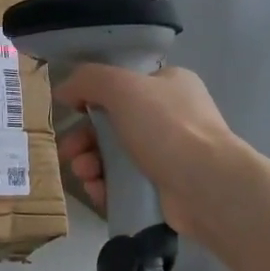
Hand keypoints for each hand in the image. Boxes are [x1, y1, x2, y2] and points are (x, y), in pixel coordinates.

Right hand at [53, 65, 237, 237]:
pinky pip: (124, 184)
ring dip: (90, 163)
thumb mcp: (122, 87)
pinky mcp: (164, 189)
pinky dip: (105, 186)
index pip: (124, 86)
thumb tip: (64, 90)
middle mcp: (172, 117)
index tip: (72, 113)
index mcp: (169, 85)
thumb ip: (87, 80)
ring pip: (115, 157)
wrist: (206, 186)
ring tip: (84, 174)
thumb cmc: (165, 127)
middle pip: (113, 125)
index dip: (93, 98)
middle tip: (69, 152)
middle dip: (85, 139)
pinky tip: (97, 190)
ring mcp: (170, 155)